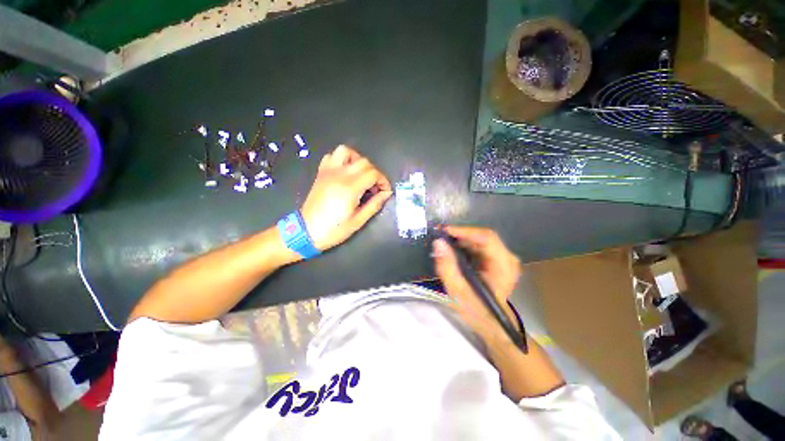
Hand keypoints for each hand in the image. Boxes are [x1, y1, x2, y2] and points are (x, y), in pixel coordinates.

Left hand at [301, 145, 391, 250]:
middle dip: (374, 173)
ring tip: (360, 175)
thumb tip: (386, 194)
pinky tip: (345, 172)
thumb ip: (374, 205)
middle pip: (364, 162)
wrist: (306, 231)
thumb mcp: (358, 221)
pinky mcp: (321, 173)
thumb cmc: (334, 229)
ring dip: (358, 160)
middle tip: (374, 188)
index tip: (385, 192)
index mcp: (350, 188)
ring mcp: (328, 172)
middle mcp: (340, 175)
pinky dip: (341, 160)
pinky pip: (331, 156)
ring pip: (346, 151)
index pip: (373, 173)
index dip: (383, 181)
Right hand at [432, 226, 521, 336]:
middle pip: (482, 237)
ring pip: (480, 240)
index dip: (464, 231)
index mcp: (503, 265)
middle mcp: (507, 257)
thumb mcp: (457, 291)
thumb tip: (438, 243)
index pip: (486, 238)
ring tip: (443, 243)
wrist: (492, 324)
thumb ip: (447, 266)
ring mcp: (504, 258)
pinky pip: (479, 246)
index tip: (443, 231)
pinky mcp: (497, 260)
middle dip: (460, 235)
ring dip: (461, 240)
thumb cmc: (476, 310)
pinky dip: (465, 245)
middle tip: (439, 237)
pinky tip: (453, 251)